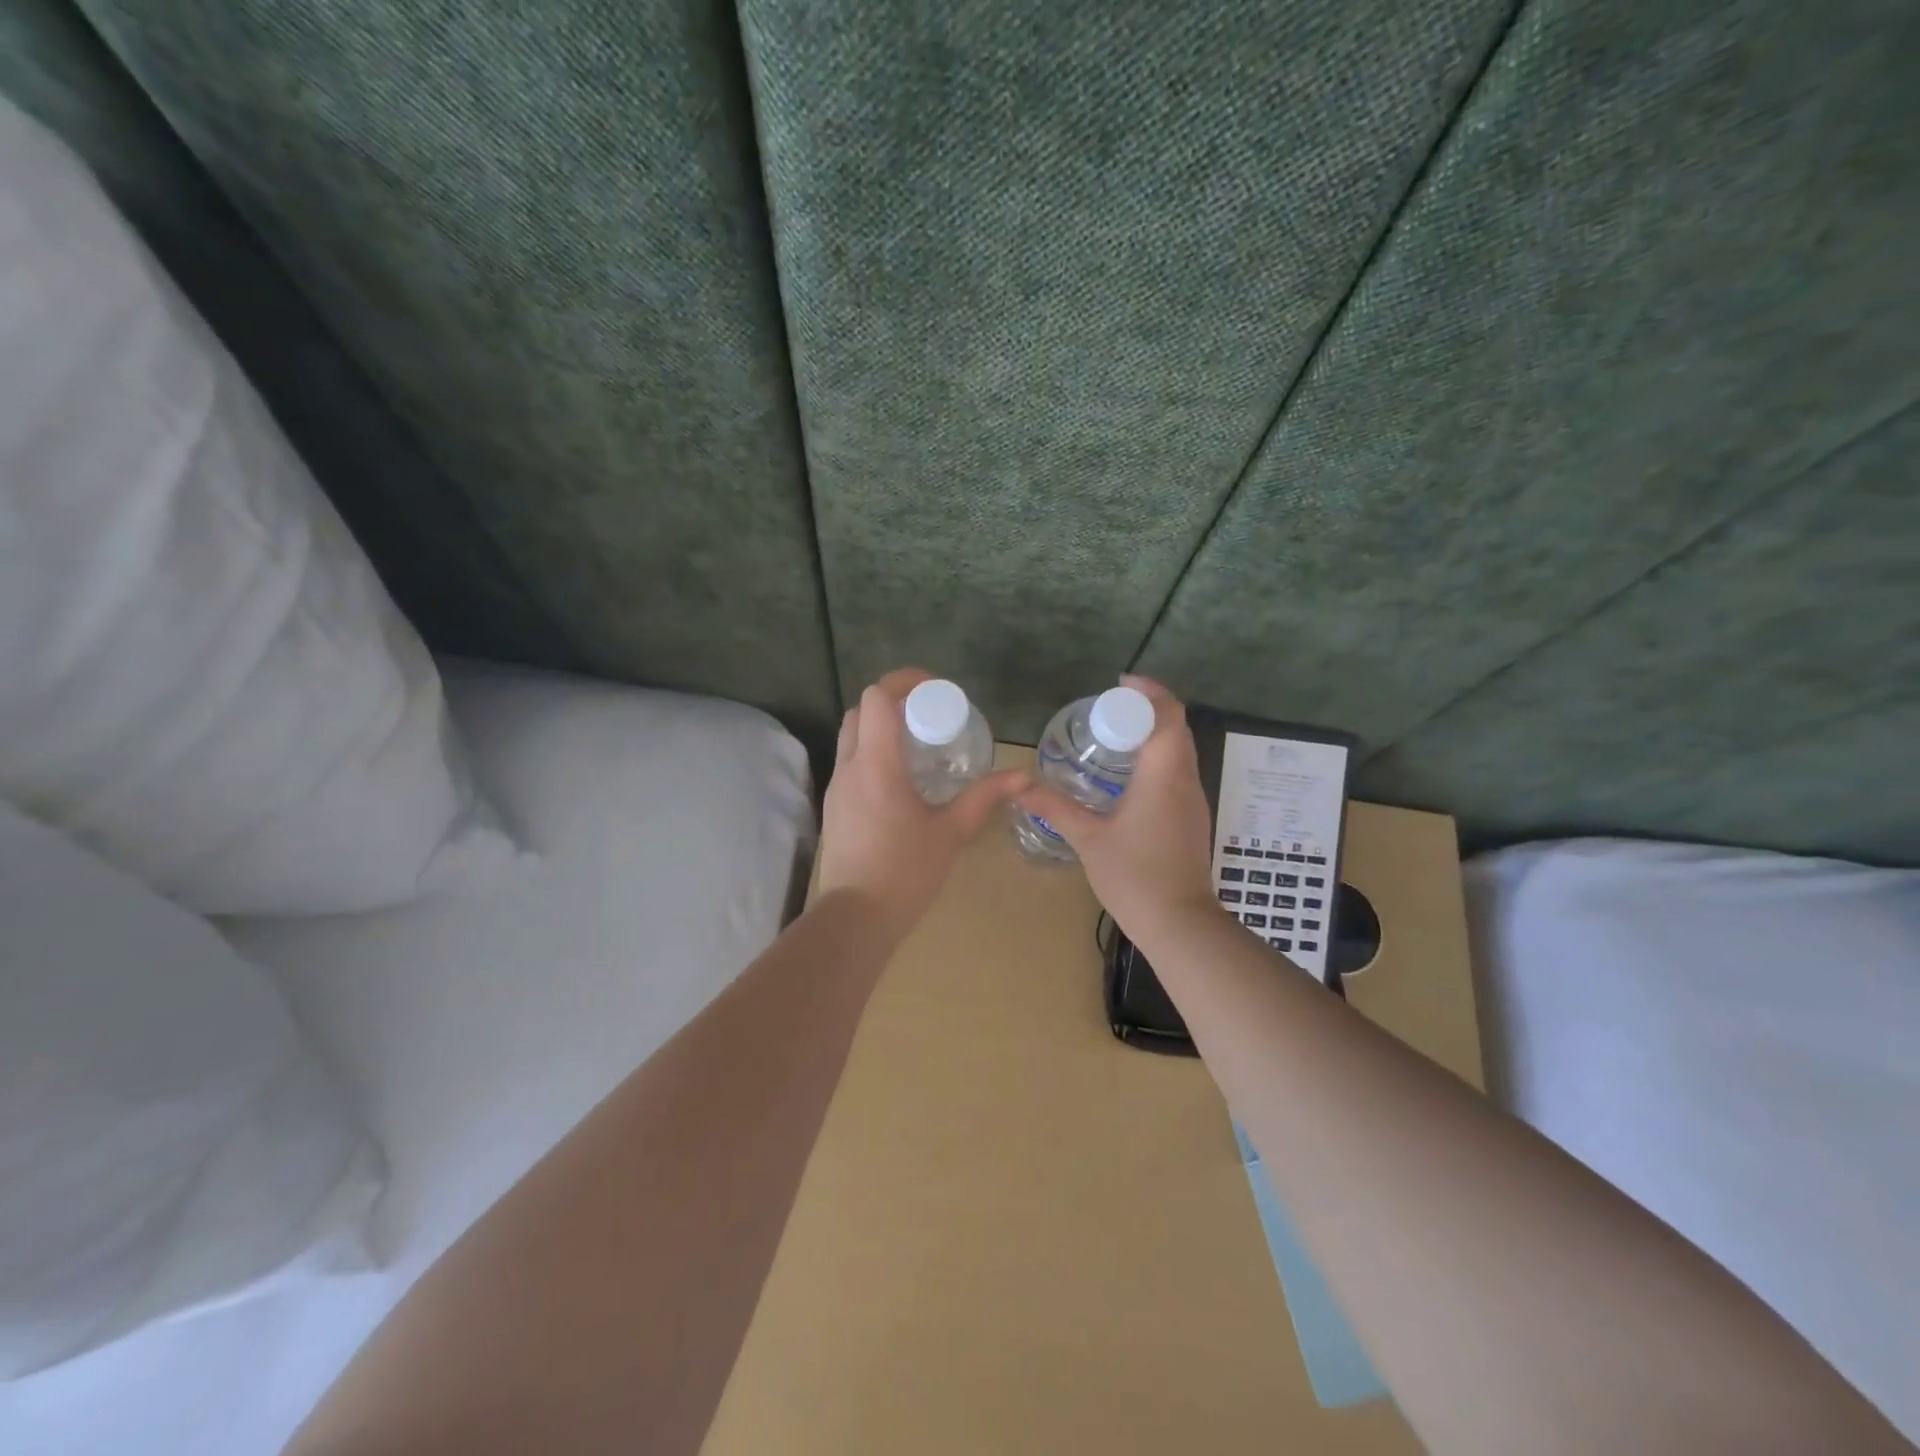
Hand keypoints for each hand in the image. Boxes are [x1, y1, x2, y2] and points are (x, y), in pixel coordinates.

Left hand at [817, 668, 1028, 939]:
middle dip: (892, 703)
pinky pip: (851, 763)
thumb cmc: (905, 873)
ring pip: (851, 737)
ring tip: (919, 745)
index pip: (876, 699)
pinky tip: (902, 779)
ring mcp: (837, 789)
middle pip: (860, 712)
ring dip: (880, 728)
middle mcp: (849, 768)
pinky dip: (873, 753)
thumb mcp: (950, 832)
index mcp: (876, 766)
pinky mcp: (835, 808)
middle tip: (929, 716)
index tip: (934, 689)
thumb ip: (983, 798)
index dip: (903, 682)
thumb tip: (1022, 777)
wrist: (855, 919)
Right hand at [1012, 675, 1221, 948]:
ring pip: (1180, 751)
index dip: (1149, 691)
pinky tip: (1127, 777)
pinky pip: (1178, 772)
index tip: (1119, 684)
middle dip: (1147, 710)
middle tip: (1108, 711)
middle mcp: (1185, 780)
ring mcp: (1193, 800)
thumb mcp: (1088, 838)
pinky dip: (1157, 759)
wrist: (1180, 923)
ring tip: (1114, 737)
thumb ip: (1055, 807)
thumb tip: (1020, 786)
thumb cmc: (1134, 876)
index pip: (1168, 715)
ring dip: (1153, 735)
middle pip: (1176, 728)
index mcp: (1163, 775)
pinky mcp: (1192, 818)